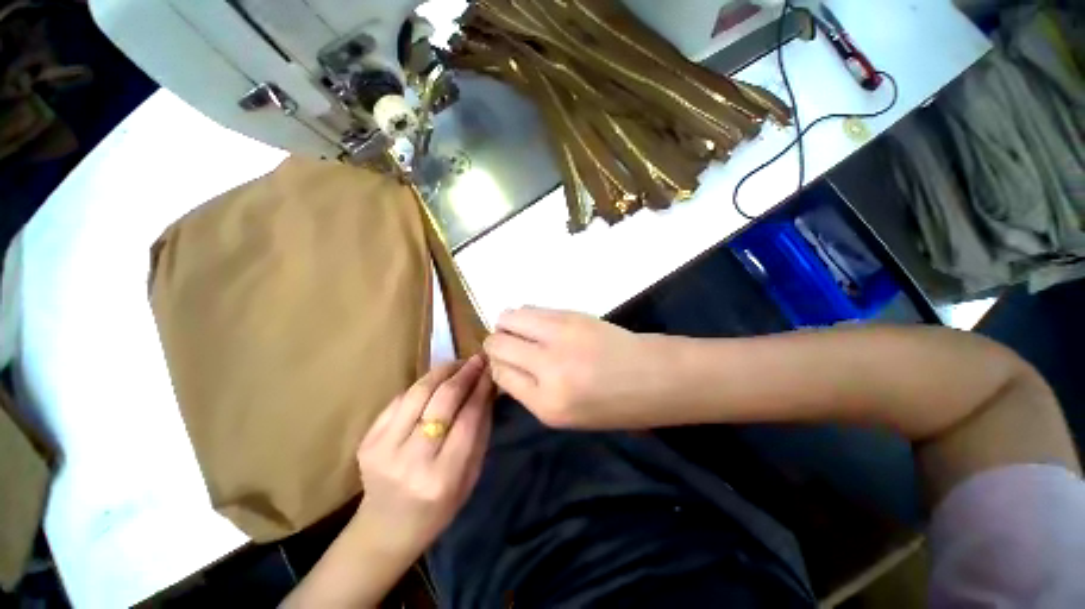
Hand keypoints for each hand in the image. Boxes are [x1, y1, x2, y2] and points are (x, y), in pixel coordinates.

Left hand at [354, 355, 493, 558]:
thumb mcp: (471, 475)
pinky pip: (400, 399)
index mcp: (442, 477)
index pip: (468, 418)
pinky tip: (435, 382)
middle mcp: (411, 460)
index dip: (481, 388)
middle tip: (477, 359)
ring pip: (418, 392)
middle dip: (463, 373)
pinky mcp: (367, 440)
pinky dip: (422, 385)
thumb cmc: (439, 508)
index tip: (490, 368)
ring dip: (442, 372)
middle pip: (442, 400)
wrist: (385, 530)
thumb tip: (487, 388)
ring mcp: (383, 448)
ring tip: (458, 364)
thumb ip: (480, 430)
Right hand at [483, 307, 673, 428]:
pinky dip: (526, 315)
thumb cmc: (614, 406)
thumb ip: (529, 391)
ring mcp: (561, 335)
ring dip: (508, 325)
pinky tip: (538, 324)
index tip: (505, 364)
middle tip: (511, 347)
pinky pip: (532, 308)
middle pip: (497, 344)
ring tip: (522, 333)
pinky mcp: (572, 314)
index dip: (497, 367)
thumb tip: (504, 365)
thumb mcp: (566, 416)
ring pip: (509, 318)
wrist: (655, 376)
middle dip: (496, 345)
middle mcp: (548, 367)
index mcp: (547, 404)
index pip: (499, 374)